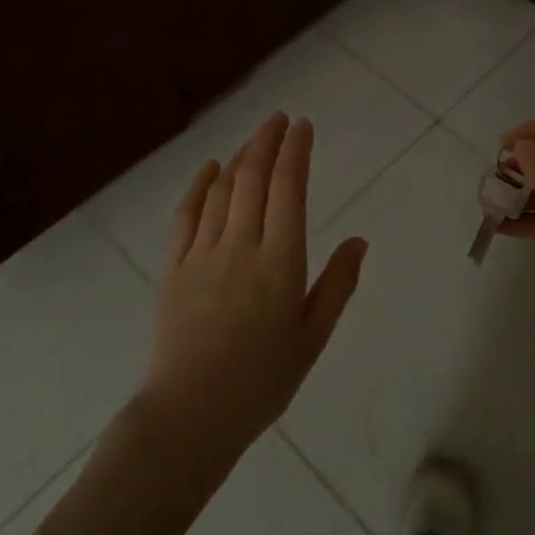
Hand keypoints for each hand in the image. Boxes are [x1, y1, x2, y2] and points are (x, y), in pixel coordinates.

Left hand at [137, 113, 365, 467]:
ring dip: (239, 158)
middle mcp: (241, 245)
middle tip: (279, 118)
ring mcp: (203, 254)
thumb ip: (337, 285)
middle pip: (254, 178)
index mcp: (281, 262)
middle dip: (267, 141)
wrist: (190, 415)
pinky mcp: (174, 268)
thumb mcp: (312, 339)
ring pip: (222, 190)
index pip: (289, 189)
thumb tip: (359, 240)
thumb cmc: (261, 382)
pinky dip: (199, 185)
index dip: (296, 151)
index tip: (302, 126)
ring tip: (253, 141)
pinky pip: (187, 215)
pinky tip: (209, 169)